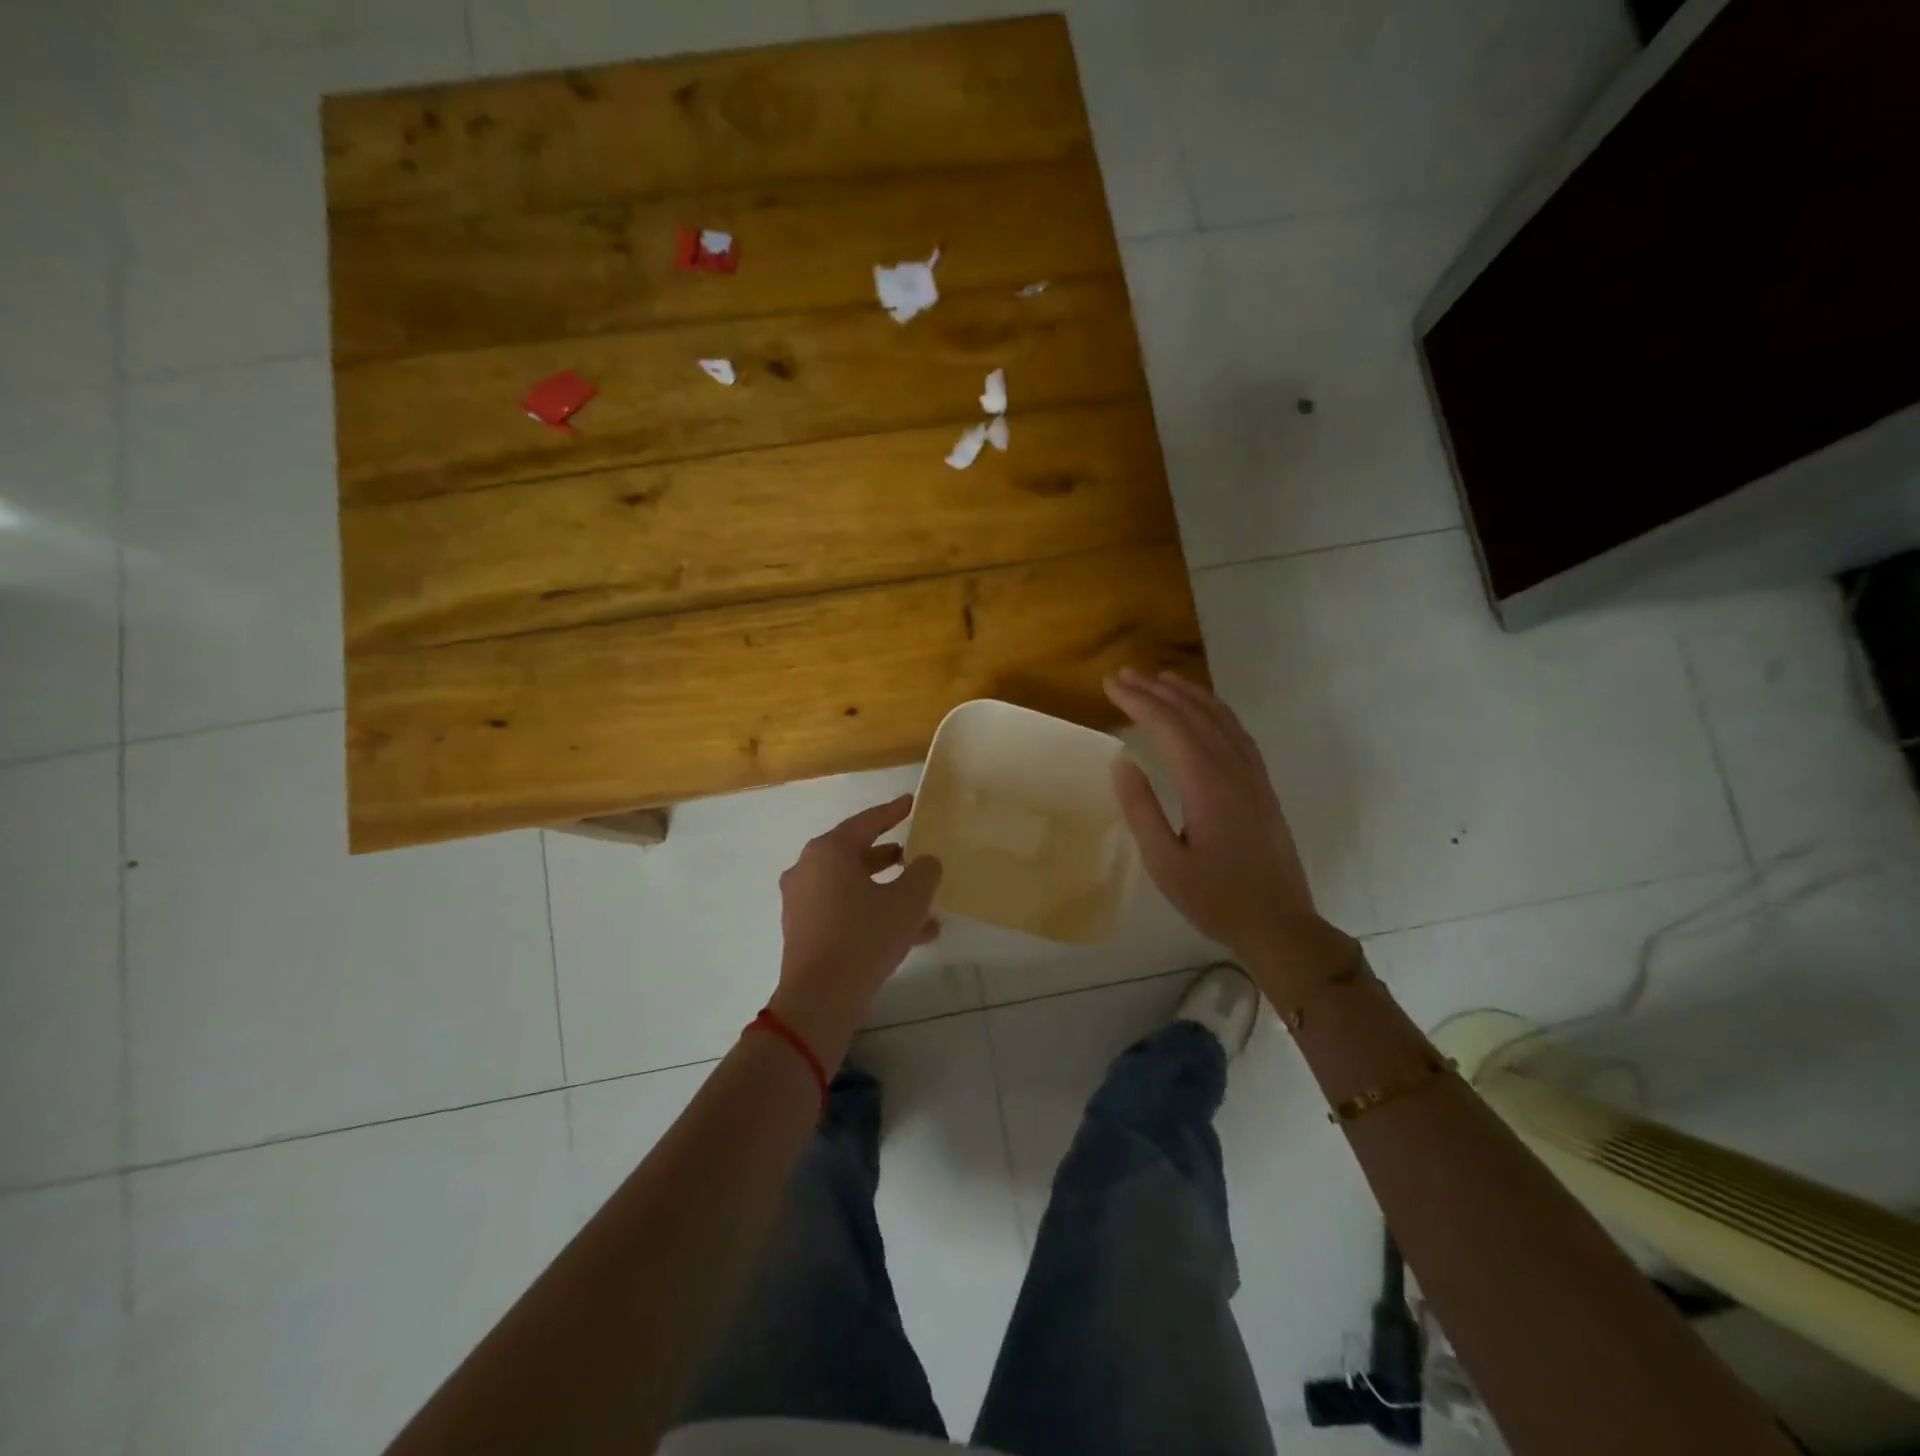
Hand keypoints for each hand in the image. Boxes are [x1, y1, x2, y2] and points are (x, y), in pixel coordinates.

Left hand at [769, 795, 941, 1065]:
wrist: (820, 998)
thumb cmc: (865, 937)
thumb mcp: (908, 901)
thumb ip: (923, 873)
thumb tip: (925, 862)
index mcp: (830, 850)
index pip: (867, 822)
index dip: (893, 812)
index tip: (910, 803)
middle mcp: (808, 868)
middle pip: (856, 854)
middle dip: (890, 859)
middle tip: (915, 857)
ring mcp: (801, 900)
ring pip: (852, 887)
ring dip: (886, 893)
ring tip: (924, 909)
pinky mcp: (802, 929)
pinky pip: (842, 910)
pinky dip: (871, 913)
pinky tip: (908, 935)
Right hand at [1105, 668, 1352, 998]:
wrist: (1279, 924)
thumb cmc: (1215, 898)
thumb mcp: (1165, 863)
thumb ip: (1142, 810)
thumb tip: (1122, 762)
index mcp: (1207, 784)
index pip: (1169, 726)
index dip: (1138, 701)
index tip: (1110, 684)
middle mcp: (1233, 769)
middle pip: (1194, 714)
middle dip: (1157, 690)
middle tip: (1125, 675)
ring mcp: (1253, 775)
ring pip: (1220, 718)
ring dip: (1188, 694)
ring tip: (1160, 679)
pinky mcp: (1262, 786)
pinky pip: (1237, 733)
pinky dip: (1215, 711)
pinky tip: (1203, 711)